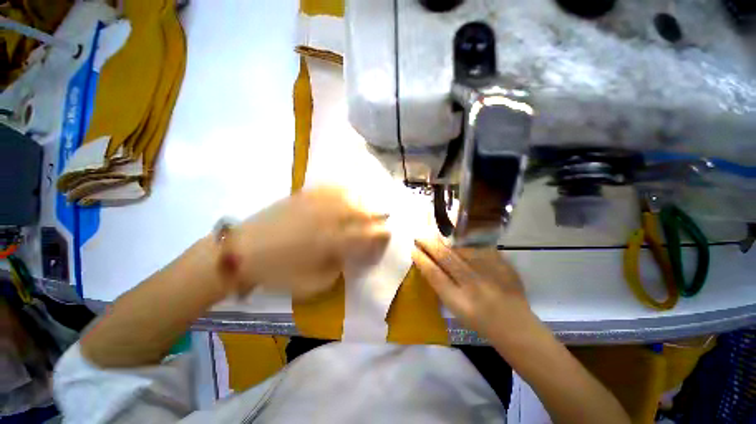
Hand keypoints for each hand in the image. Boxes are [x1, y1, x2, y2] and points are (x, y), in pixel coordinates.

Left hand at [234, 186, 389, 298]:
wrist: (242, 251)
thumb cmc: (278, 272)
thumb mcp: (314, 283)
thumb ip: (339, 267)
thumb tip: (350, 254)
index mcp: (334, 241)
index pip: (370, 235)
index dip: (383, 236)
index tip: (386, 238)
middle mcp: (330, 218)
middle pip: (365, 212)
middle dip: (379, 217)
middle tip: (383, 220)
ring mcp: (317, 203)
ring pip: (352, 197)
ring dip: (364, 203)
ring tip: (368, 207)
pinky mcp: (305, 195)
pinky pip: (332, 188)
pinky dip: (345, 190)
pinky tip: (348, 193)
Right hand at [412, 237, 530, 336]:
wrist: (515, 326)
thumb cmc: (480, 322)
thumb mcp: (455, 310)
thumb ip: (442, 286)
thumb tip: (429, 263)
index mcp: (458, 301)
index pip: (434, 274)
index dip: (421, 259)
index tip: (413, 250)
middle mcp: (473, 286)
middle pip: (446, 257)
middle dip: (429, 244)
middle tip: (420, 237)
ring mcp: (490, 274)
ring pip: (462, 249)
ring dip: (445, 241)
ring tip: (436, 236)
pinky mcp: (503, 266)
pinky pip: (479, 248)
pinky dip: (466, 243)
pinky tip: (459, 239)